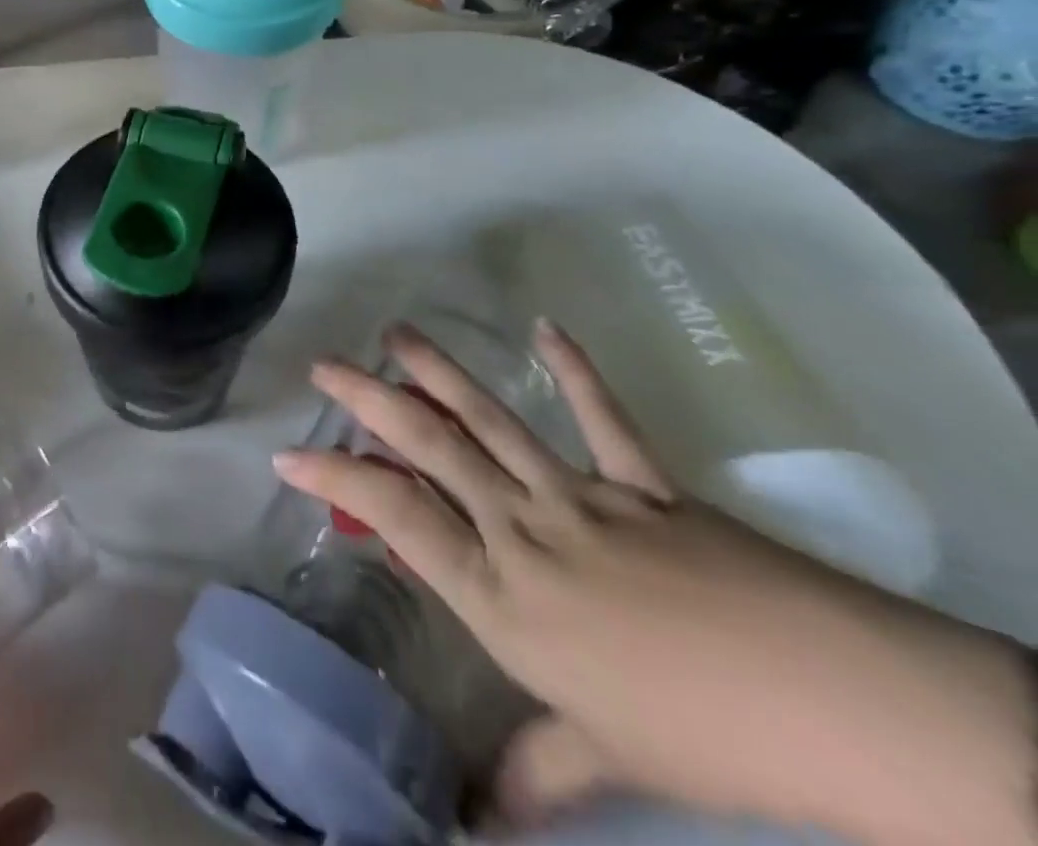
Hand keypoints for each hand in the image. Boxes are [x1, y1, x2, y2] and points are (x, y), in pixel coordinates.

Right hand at [272, 321, 1036, 845]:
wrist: (838, 706)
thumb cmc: (702, 735)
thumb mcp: (605, 755)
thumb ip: (535, 771)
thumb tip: (477, 823)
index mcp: (502, 596)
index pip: (395, 518)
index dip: (336, 478)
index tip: (289, 454)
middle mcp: (523, 531)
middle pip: (430, 449)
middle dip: (368, 401)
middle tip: (325, 365)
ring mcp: (580, 497)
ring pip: (490, 421)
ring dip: (438, 373)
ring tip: (397, 334)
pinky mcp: (640, 481)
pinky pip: (601, 417)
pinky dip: (572, 370)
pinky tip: (545, 329)